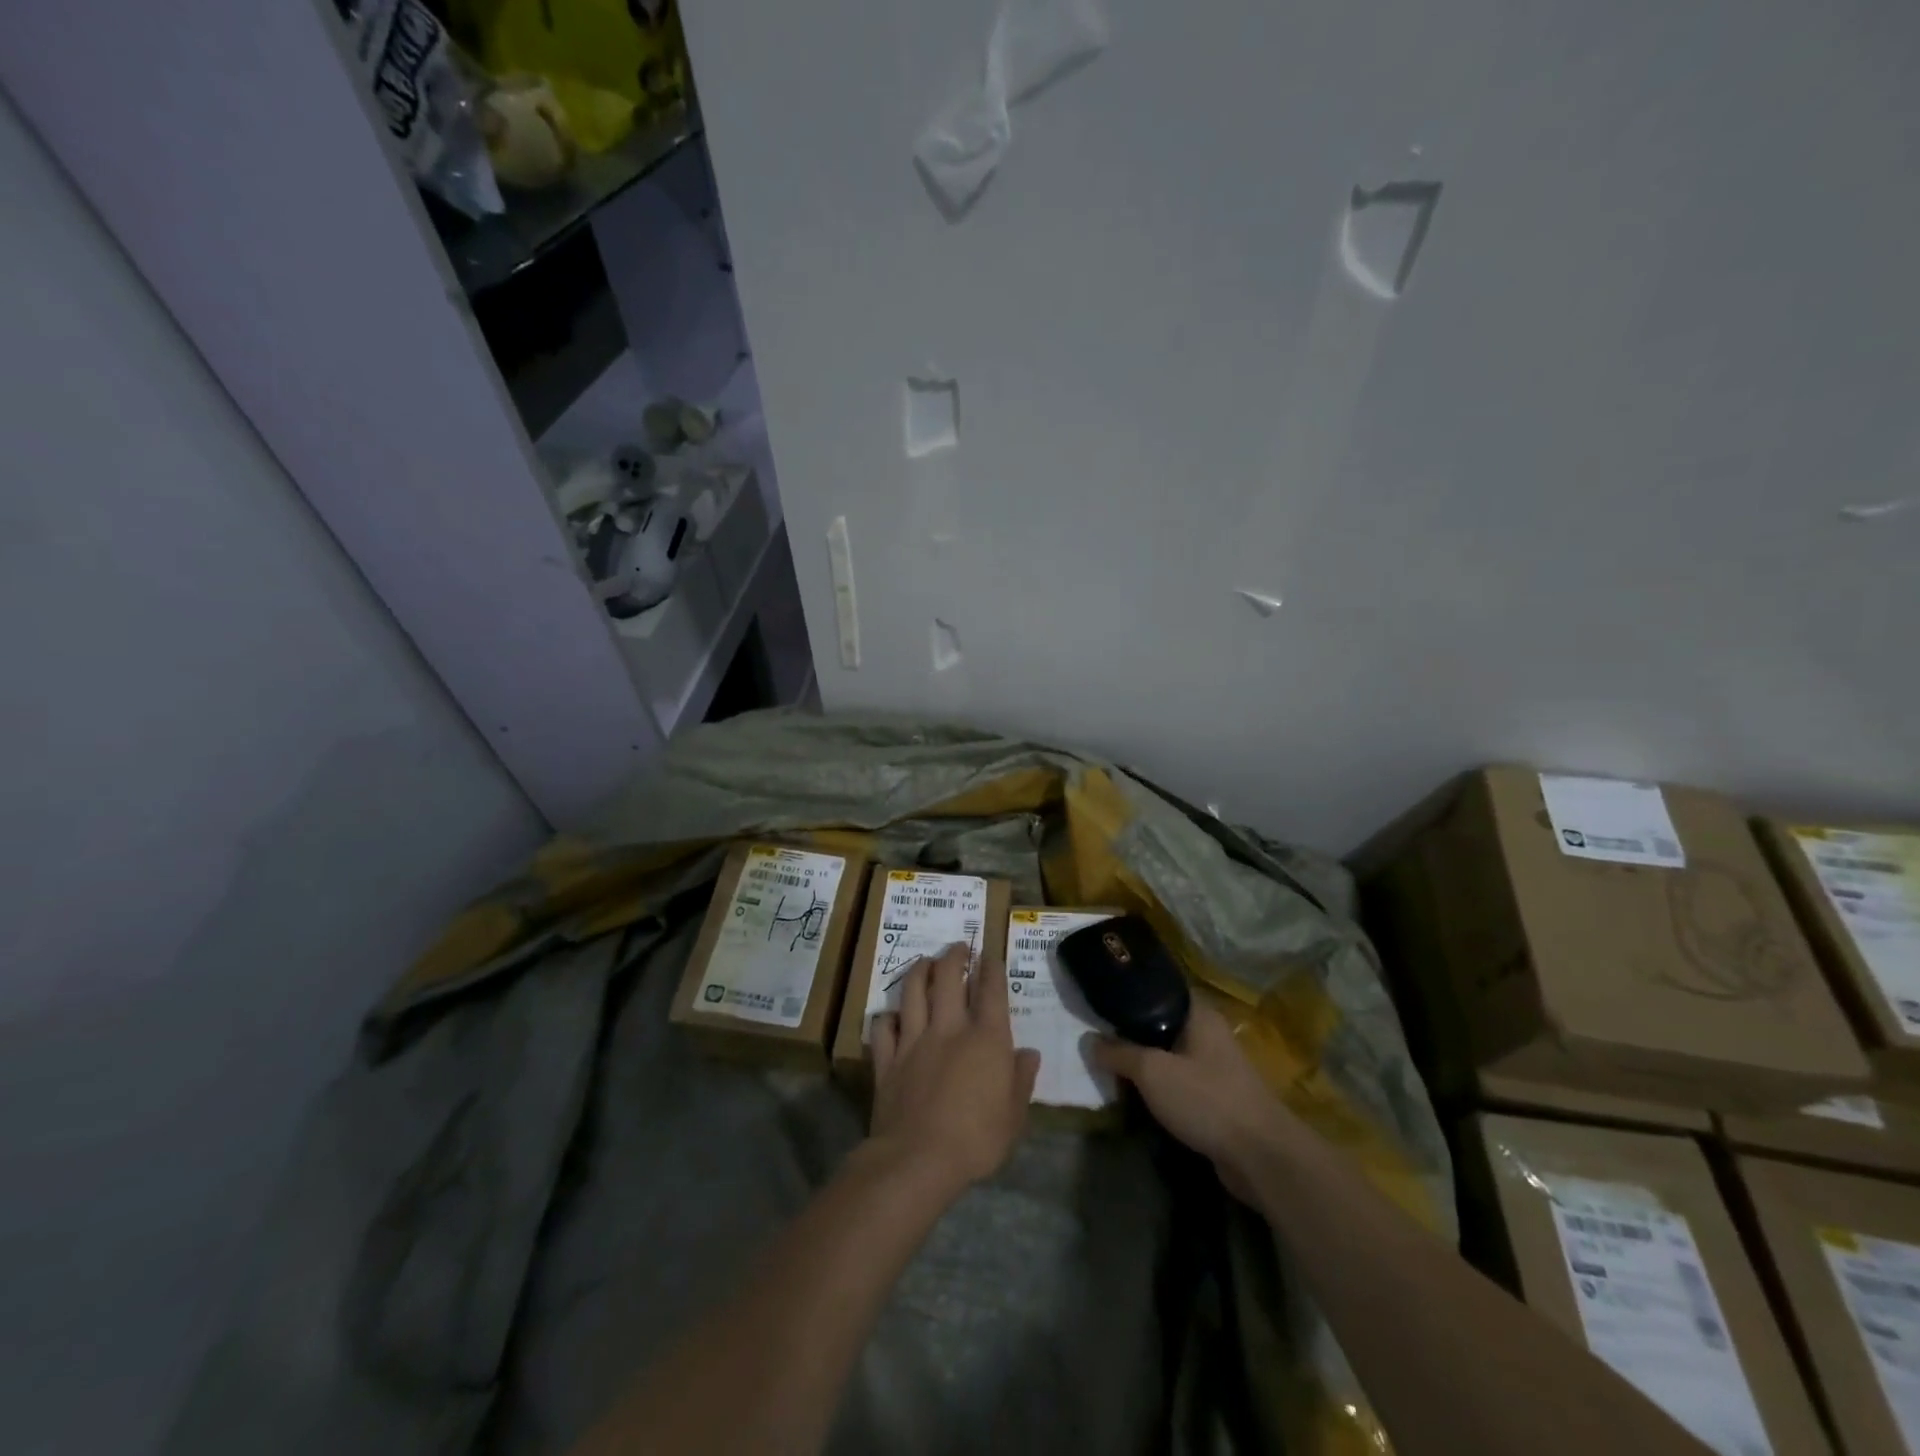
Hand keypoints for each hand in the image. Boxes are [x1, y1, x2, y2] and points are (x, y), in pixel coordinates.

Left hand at [869, 944, 1040, 1197]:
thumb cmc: (977, 1140)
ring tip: (924, 962)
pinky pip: (883, 1028)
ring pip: (912, 992)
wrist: (918, 1159)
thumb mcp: (1015, 1116)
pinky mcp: (888, 1060)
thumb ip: (1021, 1080)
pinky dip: (887, 1017)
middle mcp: (949, 1028)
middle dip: (954, 956)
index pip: (991, 990)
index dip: (991, 968)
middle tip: (958, 947)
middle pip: (948, 978)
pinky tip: (891, 1015)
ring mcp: (914, 1041)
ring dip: (919, 971)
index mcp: (986, 1038)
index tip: (990, 955)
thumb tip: (1029, 1054)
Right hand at [1090, 1002, 1286, 1198]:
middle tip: (1095, 1031)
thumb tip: (1088, 1040)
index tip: (1100, 994)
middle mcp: (1209, 1034)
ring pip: (1169, 1055)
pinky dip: (1158, 1086)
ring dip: (1144, 1061)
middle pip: (1162, 1022)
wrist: (1261, 1157)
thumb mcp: (1152, 1072)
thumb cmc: (1206, 1099)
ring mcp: (1215, 1068)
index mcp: (1199, 1014)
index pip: (1161, 987)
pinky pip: (1178, 1083)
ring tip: (1108, 1062)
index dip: (1131, 989)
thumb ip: (1118, 1053)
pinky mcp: (1215, 1099)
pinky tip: (1134, 1093)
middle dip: (1131, 1029)